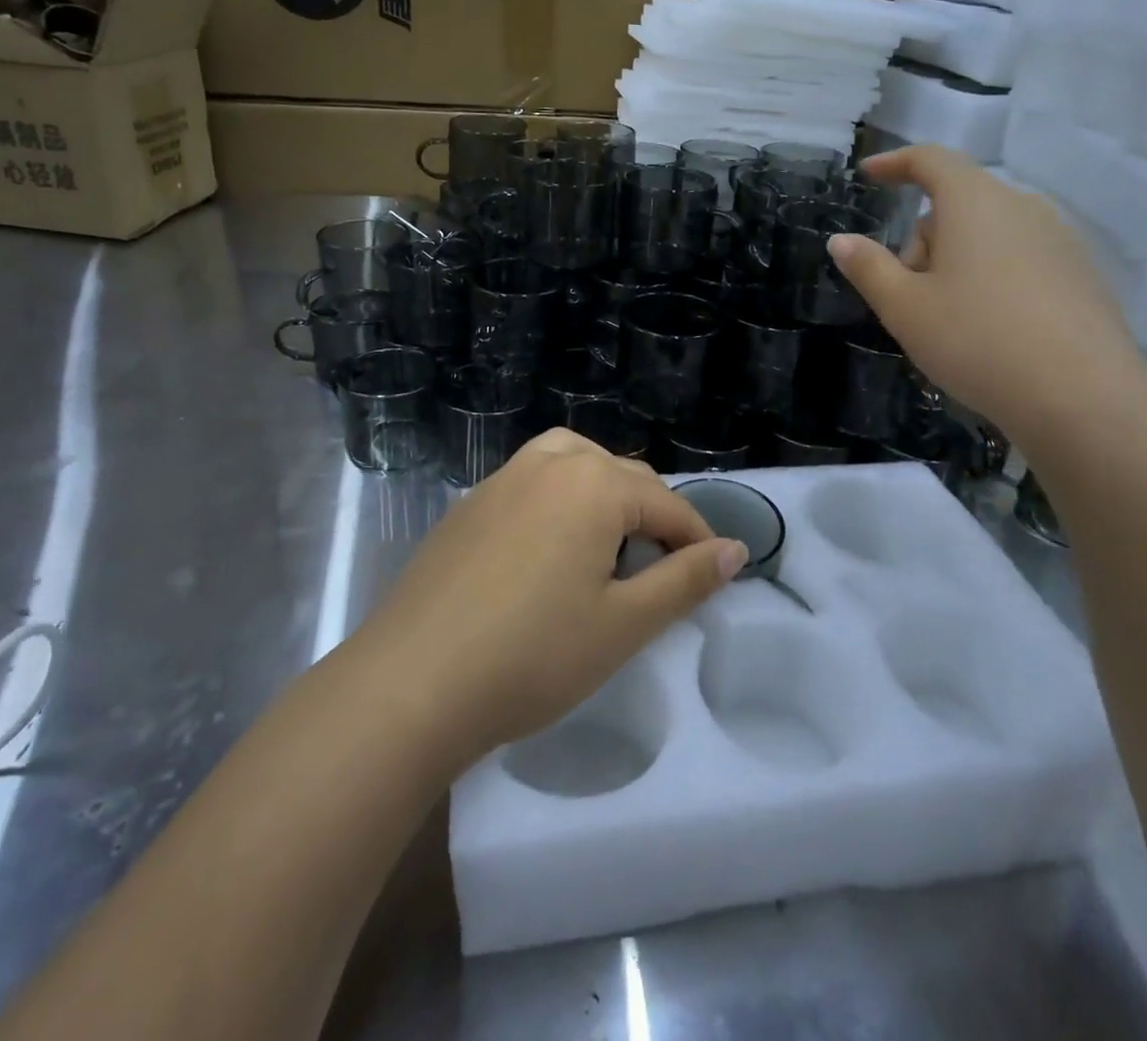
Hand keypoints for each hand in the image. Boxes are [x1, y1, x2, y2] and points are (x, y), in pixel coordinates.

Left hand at [355, 430, 746, 770]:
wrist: (411, 683)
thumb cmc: (532, 656)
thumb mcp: (624, 625)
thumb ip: (685, 581)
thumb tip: (736, 550)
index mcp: (593, 484)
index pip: (667, 504)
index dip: (697, 540)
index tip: (713, 576)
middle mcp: (549, 463)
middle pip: (622, 475)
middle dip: (652, 517)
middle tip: (660, 573)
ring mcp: (501, 479)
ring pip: (573, 463)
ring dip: (603, 493)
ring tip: (608, 544)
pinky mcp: (468, 503)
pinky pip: (531, 481)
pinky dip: (558, 499)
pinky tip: (547, 550)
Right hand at [828, 145, 1145, 451]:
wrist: (1082, 398)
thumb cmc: (976, 340)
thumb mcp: (904, 308)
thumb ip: (868, 267)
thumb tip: (841, 240)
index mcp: (976, 203)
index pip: (931, 160)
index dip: (895, 163)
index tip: (868, 175)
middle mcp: (1022, 207)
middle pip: (956, 205)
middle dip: (922, 240)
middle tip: (907, 296)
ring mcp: (1059, 240)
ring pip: (988, 234)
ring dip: (956, 261)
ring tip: (948, 320)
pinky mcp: (1081, 274)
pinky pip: (1019, 258)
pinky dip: (992, 278)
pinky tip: (990, 330)